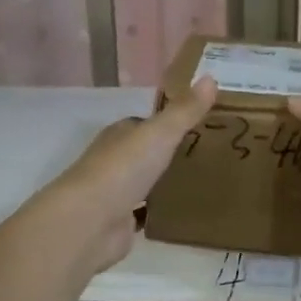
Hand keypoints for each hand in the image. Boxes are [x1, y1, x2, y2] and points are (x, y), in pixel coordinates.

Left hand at [37, 78, 219, 274]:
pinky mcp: (120, 223)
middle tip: (210, 156)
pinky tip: (185, 213)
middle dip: (171, 154)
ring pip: (146, 184)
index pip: (145, 124)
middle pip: (146, 154)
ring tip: (204, 183)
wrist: (90, 222)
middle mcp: (114, 161)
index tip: (201, 125)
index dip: (169, 123)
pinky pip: (146, 214)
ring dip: (166, 184)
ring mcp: (115, 193)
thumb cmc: (122, 170)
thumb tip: (210, 77)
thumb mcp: (159, 134)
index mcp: (120, 135)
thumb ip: (185, 111)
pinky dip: (161, 213)